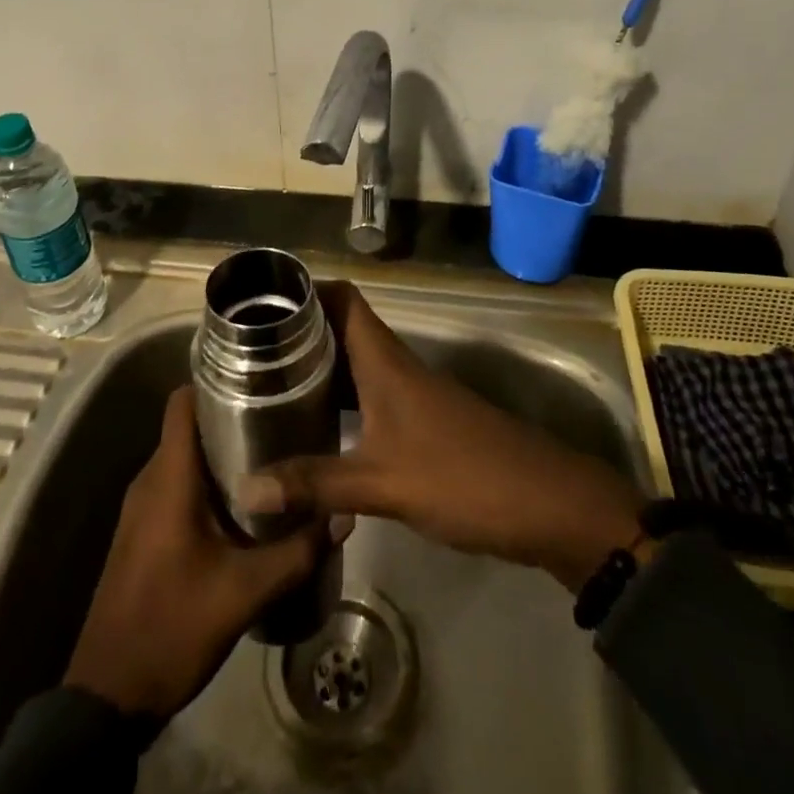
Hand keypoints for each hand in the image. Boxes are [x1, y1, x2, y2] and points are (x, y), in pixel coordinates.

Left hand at [63, 386, 324, 719]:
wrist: (107, 696)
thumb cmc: (171, 628)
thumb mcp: (244, 593)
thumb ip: (297, 552)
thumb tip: (344, 514)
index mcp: (168, 478)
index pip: (182, 402)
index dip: (215, 380)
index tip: (258, 378)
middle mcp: (150, 480)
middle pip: (189, 427)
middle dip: (232, 417)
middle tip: (282, 418)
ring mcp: (142, 508)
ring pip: (185, 458)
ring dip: (222, 453)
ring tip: (273, 455)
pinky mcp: (143, 532)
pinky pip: (177, 486)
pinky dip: (208, 482)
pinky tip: (245, 503)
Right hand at [242, 282, 647, 591]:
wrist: (548, 504)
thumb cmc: (462, 477)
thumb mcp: (382, 483)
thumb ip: (314, 483)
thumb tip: (246, 487)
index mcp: (385, 361)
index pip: (342, 299)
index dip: (306, 289)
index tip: (260, 300)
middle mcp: (396, 366)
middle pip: (342, 330)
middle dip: (298, 335)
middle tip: (248, 352)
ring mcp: (412, 395)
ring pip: (355, 366)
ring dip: (318, 371)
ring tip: (267, 387)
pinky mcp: (422, 424)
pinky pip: (369, 398)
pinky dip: (339, 404)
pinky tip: (315, 431)